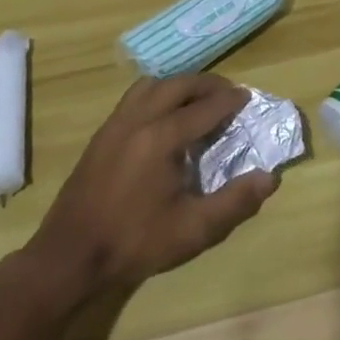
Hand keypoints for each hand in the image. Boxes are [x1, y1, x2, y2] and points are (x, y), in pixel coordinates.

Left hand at [27, 73, 278, 297]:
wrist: (70, 255)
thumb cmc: (135, 242)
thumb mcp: (193, 230)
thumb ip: (234, 202)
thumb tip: (269, 178)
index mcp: (162, 137)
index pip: (205, 107)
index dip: (230, 100)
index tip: (248, 97)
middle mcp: (138, 119)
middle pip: (178, 85)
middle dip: (207, 84)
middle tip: (228, 94)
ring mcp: (115, 123)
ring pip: (152, 85)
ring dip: (179, 85)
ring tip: (197, 100)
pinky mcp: (101, 134)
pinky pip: (134, 97)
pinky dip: (157, 94)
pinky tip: (163, 116)